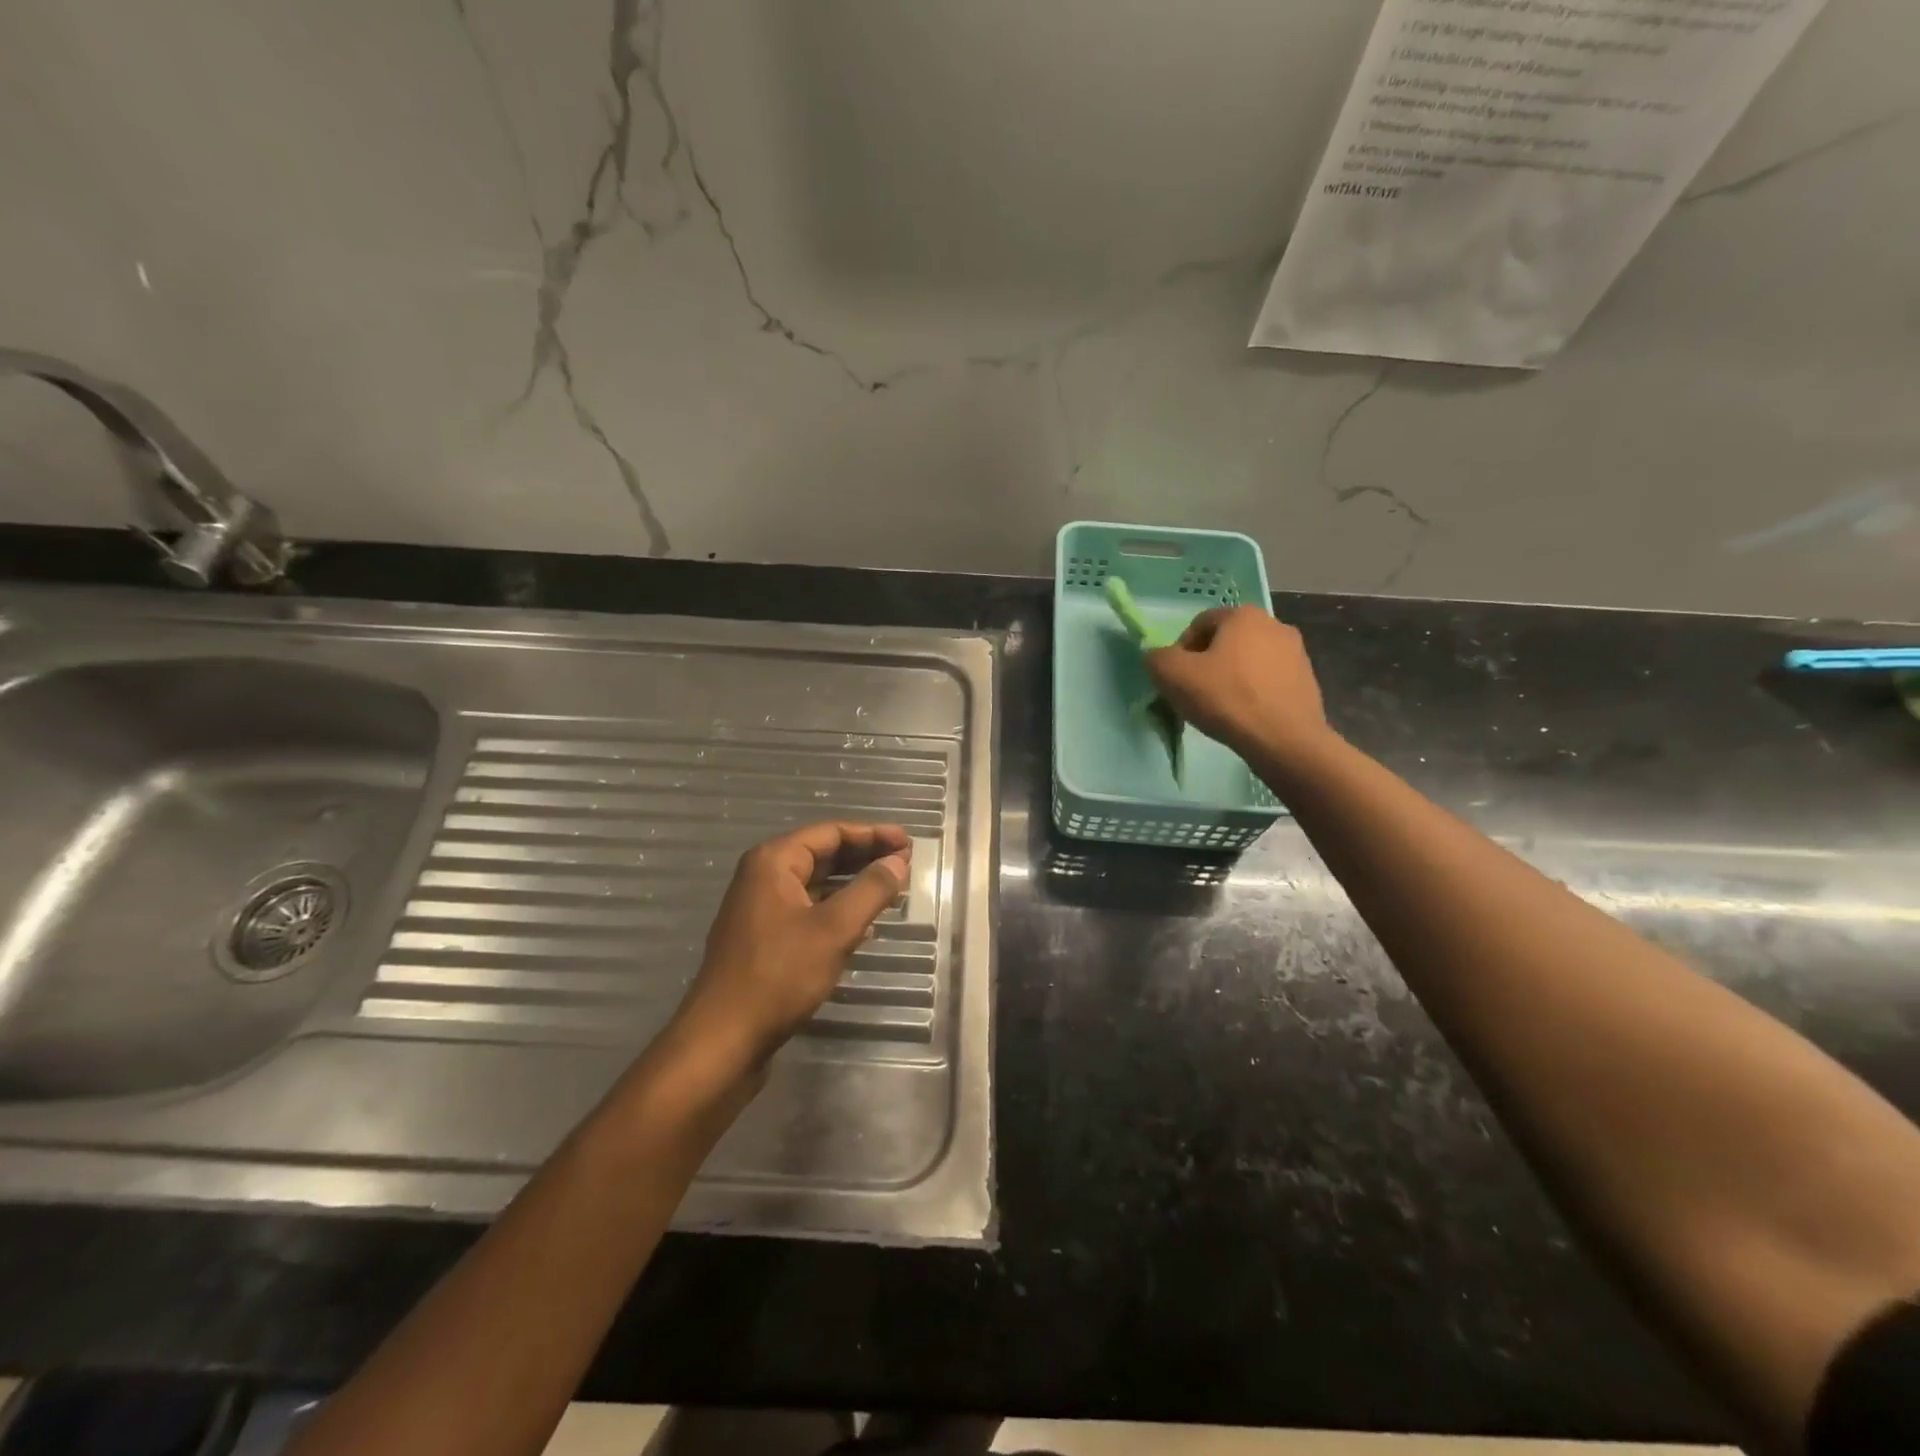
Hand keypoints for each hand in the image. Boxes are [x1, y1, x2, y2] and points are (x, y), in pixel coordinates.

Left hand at [669, 822, 911, 1079]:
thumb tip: (898, 860)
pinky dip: (837, 910)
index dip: (872, 834)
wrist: (723, 1039)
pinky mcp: (764, 938)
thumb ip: (870, 890)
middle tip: (905, 864)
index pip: (830, 832)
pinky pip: (807, 909)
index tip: (908, 843)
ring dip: (853, 884)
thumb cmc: (779, 975)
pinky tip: (864, 926)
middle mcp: (763, 876)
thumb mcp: (834, 929)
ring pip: (816, 884)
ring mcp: (760, 908)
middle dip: (864, 857)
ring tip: (891, 890)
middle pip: (822, 853)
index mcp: (774, 861)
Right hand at [1146, 606, 1333, 766]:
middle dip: (1206, 664)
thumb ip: (1156, 658)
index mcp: (1243, 615)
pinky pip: (1267, 681)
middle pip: (1225, 642)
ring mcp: (1296, 652)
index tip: (1177, 679)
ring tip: (1220, 708)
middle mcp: (1274, 624)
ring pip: (1247, 661)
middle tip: (1195, 694)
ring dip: (1230, 678)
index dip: (1180, 652)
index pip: (1198, 624)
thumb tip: (1159, 658)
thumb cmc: (1226, 699)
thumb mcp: (1172, 675)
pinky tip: (1244, 716)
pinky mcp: (1307, 680)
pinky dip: (1252, 693)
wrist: (1284, 740)